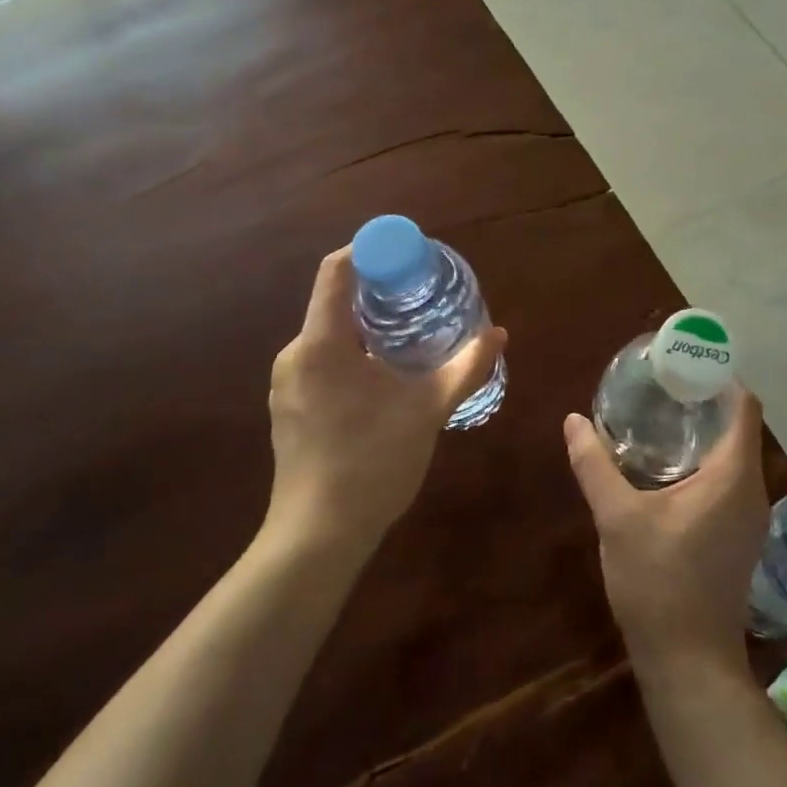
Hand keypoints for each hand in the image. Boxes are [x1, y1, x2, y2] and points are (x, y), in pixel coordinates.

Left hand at [267, 248, 505, 556]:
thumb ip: (465, 368)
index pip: (337, 270)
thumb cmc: (373, 461)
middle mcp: (295, 354)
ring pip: (328, 336)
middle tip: (421, 299)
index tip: (408, 256)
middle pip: (334, 302)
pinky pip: (320, 364)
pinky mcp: (288, 409)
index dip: (371, 251)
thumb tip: (499, 334)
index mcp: (322, 342)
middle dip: (378, 294)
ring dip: (366, 329)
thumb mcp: (428, 409)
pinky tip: (381, 382)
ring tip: (408, 340)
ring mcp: (286, 384)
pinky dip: (351, 357)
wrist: (318, 535)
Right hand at [563, 391, 768, 672]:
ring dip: (703, 430)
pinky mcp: (738, 535)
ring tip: (659, 414)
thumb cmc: (658, 581)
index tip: (682, 362)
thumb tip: (573, 420)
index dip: (719, 377)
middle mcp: (751, 489)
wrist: (688, 660)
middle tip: (660, 384)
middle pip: (738, 426)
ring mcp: (749, 515)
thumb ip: (594, 464)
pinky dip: (703, 459)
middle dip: (704, 400)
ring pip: (733, 454)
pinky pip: (728, 478)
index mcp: (733, 476)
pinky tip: (666, 464)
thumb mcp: (617, 517)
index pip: (743, 406)